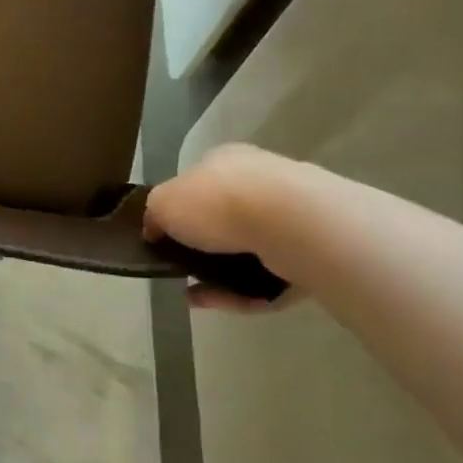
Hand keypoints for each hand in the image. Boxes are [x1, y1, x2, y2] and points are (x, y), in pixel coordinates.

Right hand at [144, 143, 304, 311]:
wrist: (288, 224)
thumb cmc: (216, 202)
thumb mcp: (162, 202)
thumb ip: (154, 214)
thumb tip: (155, 230)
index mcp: (225, 161)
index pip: (196, 184)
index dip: (177, 212)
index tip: (164, 240)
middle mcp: (259, 182)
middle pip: (222, 220)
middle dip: (200, 249)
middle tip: (180, 269)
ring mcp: (288, 218)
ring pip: (244, 253)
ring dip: (218, 276)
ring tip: (196, 295)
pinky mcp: (309, 253)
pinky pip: (267, 277)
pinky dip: (242, 292)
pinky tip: (219, 301)